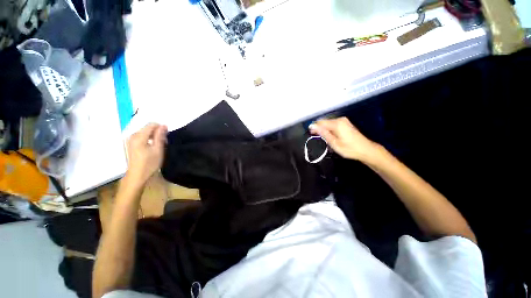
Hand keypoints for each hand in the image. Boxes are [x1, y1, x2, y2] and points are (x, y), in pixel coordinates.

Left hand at [125, 123, 167, 184]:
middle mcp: (132, 136)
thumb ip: (160, 136)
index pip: (151, 125)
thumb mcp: (158, 149)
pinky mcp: (131, 144)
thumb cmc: (150, 163)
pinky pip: (141, 137)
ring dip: (153, 136)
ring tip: (160, 144)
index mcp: (139, 137)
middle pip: (147, 128)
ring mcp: (130, 140)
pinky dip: (149, 139)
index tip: (167, 135)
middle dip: (157, 132)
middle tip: (164, 141)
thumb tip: (163, 125)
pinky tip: (153, 146)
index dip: (160, 127)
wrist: (138, 176)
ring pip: (145, 132)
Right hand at [309, 117, 378, 161]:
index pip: (320, 122)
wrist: (366, 150)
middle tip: (316, 137)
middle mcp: (340, 119)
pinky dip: (329, 129)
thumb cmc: (349, 148)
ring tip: (322, 138)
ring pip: (328, 123)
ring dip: (324, 129)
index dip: (314, 127)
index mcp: (337, 124)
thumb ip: (323, 133)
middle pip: (324, 122)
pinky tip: (329, 135)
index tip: (310, 134)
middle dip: (319, 128)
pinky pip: (333, 124)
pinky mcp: (346, 123)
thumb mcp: (334, 143)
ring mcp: (344, 121)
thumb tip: (312, 126)